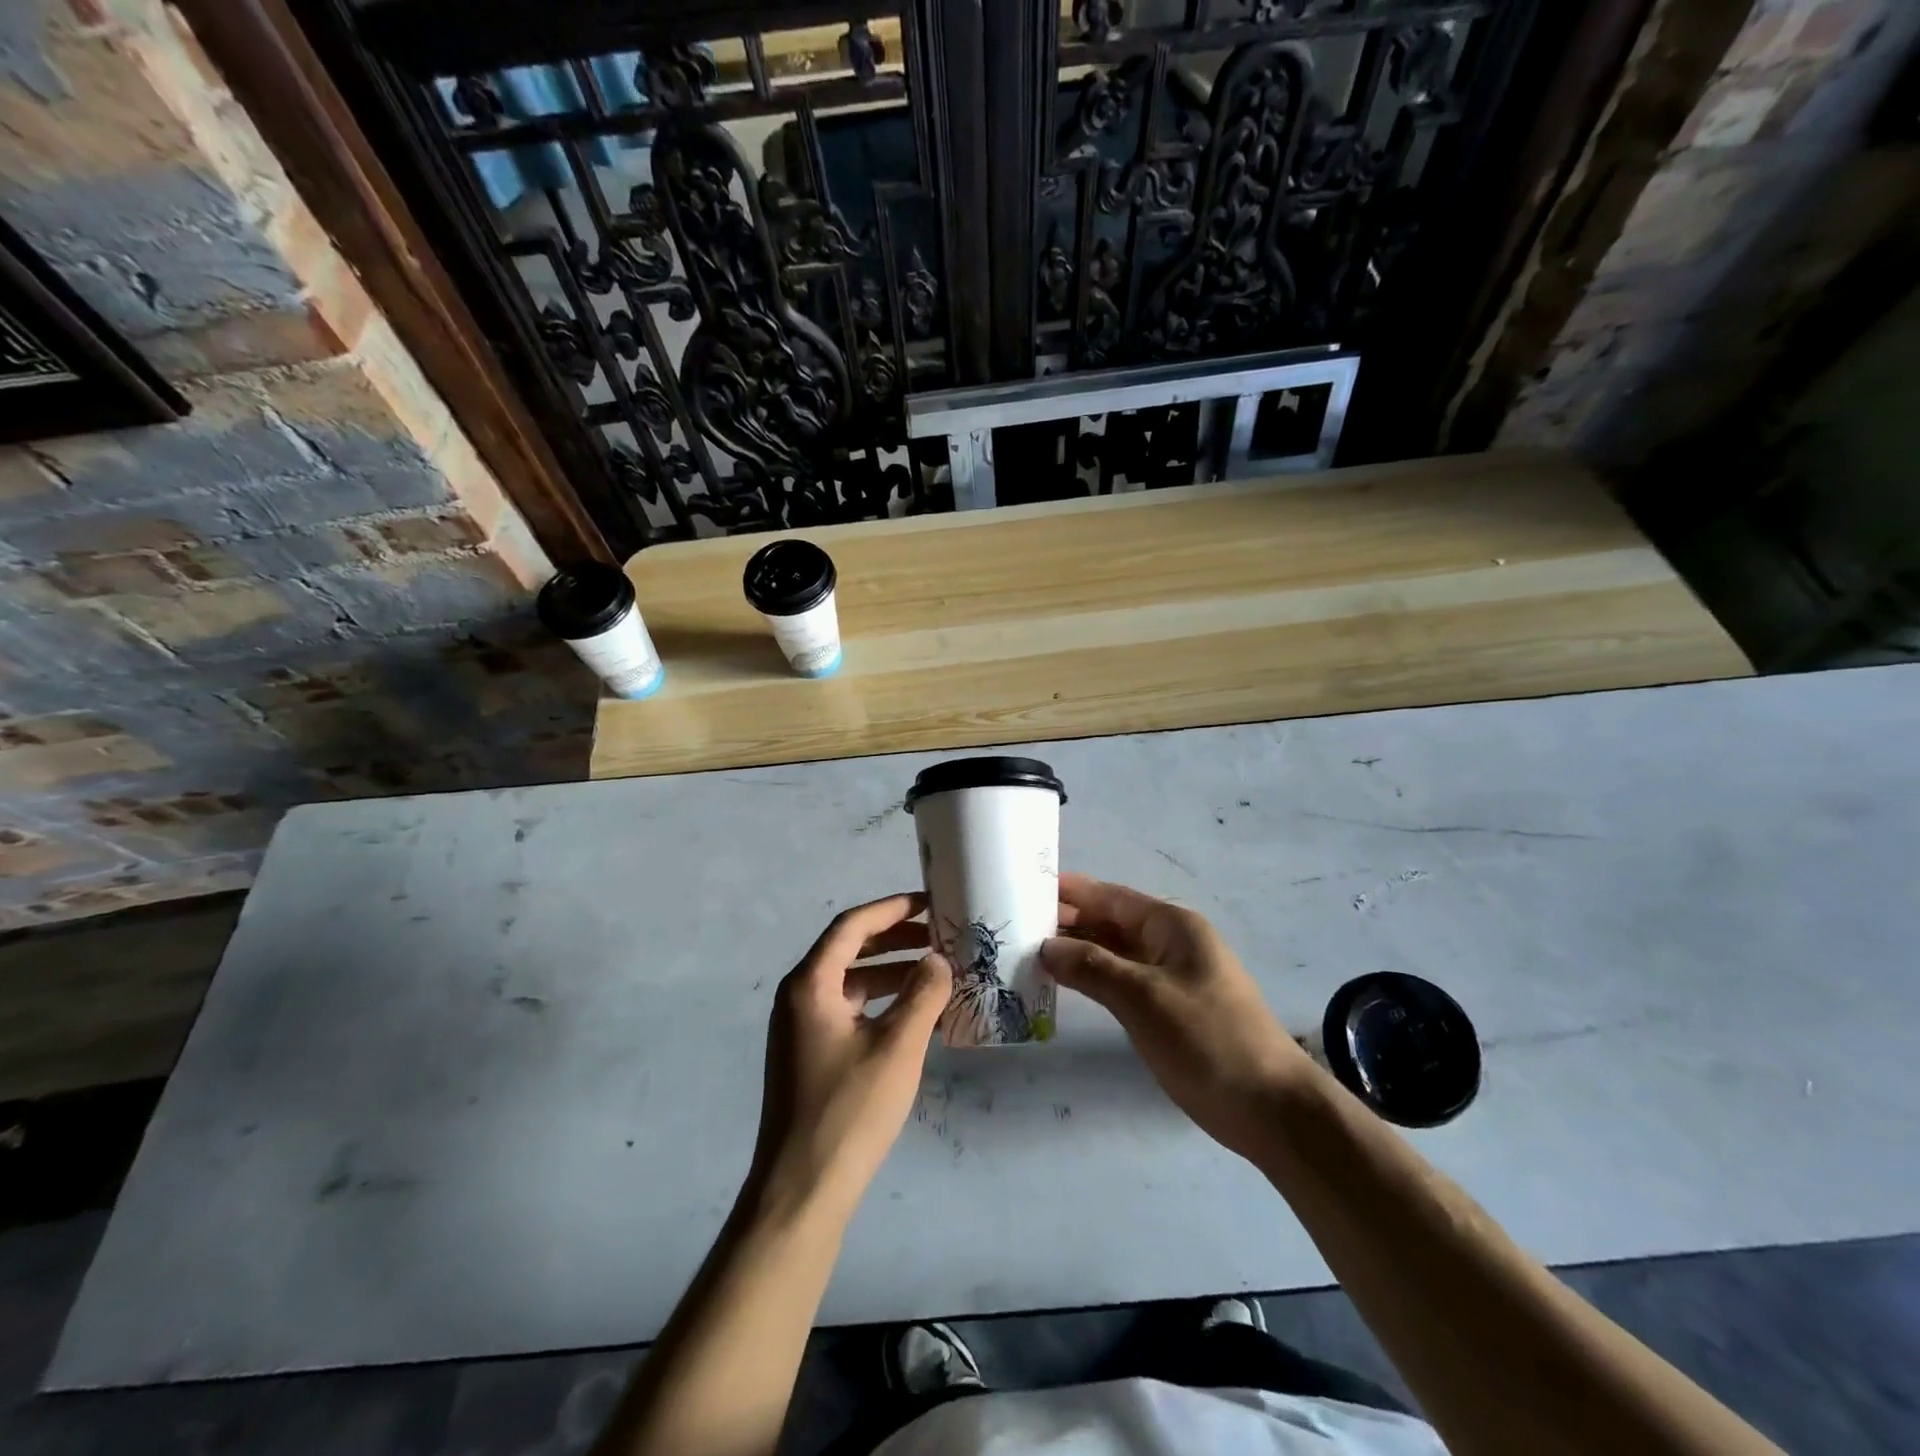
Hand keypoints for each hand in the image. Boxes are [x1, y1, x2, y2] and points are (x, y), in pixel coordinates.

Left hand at [748, 893, 951, 1225]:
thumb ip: (922, 995)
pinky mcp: (809, 1055)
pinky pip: (847, 1010)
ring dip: (890, 972)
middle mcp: (798, 997)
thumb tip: (939, 960)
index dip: (892, 909)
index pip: (852, 926)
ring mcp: (800, 1028)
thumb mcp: (897, 1047)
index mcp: (810, 984)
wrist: (802, 1190)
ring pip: (850, 981)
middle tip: (939, 937)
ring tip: (934, 973)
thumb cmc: (850, 1109)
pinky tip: (913, 1015)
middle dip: (895, 939)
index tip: (930, 904)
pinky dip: (879, 1003)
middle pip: (849, 949)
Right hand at [1042, 873, 1313, 1159]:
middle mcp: (1170, 943)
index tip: (1026, 886)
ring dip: (1077, 951)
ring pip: (1113, 953)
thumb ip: (1092, 967)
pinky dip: (1092, 979)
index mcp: (1172, 926)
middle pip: (1110, 922)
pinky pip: (1121, 981)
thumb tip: (1045, 946)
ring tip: (1028, 951)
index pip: (1111, 897)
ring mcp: (1170, 977)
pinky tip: (1062, 984)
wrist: (1269, 1108)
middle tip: (1015, 924)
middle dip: (1068, 921)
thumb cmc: (1207, 1039)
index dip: (1070, 891)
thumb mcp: (1143, 997)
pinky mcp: (1168, 1009)